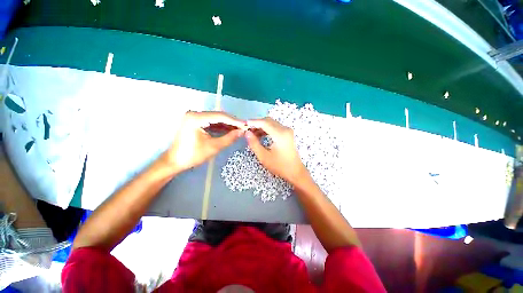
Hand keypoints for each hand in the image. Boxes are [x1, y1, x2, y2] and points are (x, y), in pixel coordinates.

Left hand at [161, 111, 244, 173]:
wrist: (175, 161)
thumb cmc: (192, 155)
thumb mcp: (213, 147)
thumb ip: (229, 138)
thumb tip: (242, 132)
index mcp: (196, 118)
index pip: (220, 116)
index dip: (234, 121)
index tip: (246, 124)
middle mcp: (195, 113)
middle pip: (218, 116)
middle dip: (232, 122)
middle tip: (244, 127)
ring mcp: (194, 117)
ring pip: (215, 119)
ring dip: (227, 124)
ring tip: (239, 129)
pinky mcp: (195, 122)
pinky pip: (211, 122)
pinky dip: (221, 126)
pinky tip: (230, 130)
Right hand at [245, 118, 307, 184]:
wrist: (295, 171)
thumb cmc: (280, 166)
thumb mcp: (264, 156)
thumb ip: (254, 143)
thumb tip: (247, 133)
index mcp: (280, 134)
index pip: (264, 123)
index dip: (253, 122)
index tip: (243, 124)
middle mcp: (285, 129)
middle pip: (268, 121)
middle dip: (256, 123)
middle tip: (247, 129)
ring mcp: (287, 130)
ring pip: (271, 123)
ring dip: (261, 126)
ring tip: (251, 133)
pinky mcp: (287, 133)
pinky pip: (275, 127)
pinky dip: (266, 129)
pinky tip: (259, 135)